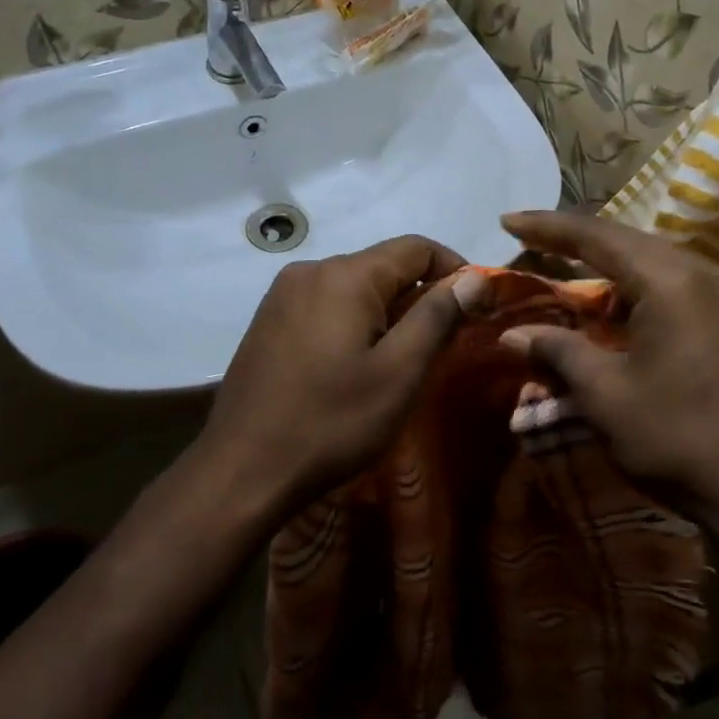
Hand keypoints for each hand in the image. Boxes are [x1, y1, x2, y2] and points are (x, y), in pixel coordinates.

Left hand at [195, 235, 480, 517]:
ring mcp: (282, 295)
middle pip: (383, 265)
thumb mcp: (399, 372)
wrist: (241, 470)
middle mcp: (310, 270)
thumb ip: (438, 316)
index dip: (455, 269)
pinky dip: (353, 321)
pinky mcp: (268, 321)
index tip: (477, 306)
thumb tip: (474, 278)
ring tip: (401, 358)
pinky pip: (325, 305)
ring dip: (387, 310)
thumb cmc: (331, 421)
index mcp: (345, 275)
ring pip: (353, 286)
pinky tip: (355, 363)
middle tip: (443, 342)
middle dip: (420, 294)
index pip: (416, 247)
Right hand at [498, 211, 718, 541]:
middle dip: (576, 242)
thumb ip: (558, 352)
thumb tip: (512, 334)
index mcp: (672, 281)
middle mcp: (706, 274)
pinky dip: (638, 290)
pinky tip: (617, 309)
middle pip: (629, 242)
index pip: (597, 237)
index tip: (506, 221)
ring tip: (566, 271)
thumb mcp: (605, 395)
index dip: (547, 227)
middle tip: (530, 241)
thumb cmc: (679, 437)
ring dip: (609, 268)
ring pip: (655, 265)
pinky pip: (677, 288)